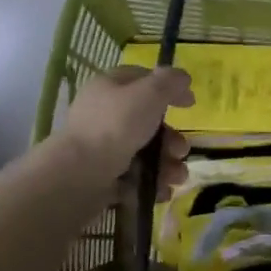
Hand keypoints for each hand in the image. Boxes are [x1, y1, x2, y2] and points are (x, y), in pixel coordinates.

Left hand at [55, 65, 194, 194]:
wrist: (80, 174)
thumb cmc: (116, 126)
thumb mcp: (149, 94)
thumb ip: (169, 82)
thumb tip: (182, 77)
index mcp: (109, 88)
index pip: (142, 80)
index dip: (168, 88)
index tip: (191, 103)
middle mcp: (103, 116)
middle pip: (147, 123)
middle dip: (171, 139)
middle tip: (180, 151)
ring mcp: (101, 148)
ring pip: (144, 153)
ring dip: (167, 166)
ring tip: (175, 177)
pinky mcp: (101, 177)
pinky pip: (134, 178)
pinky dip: (151, 185)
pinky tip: (162, 192)